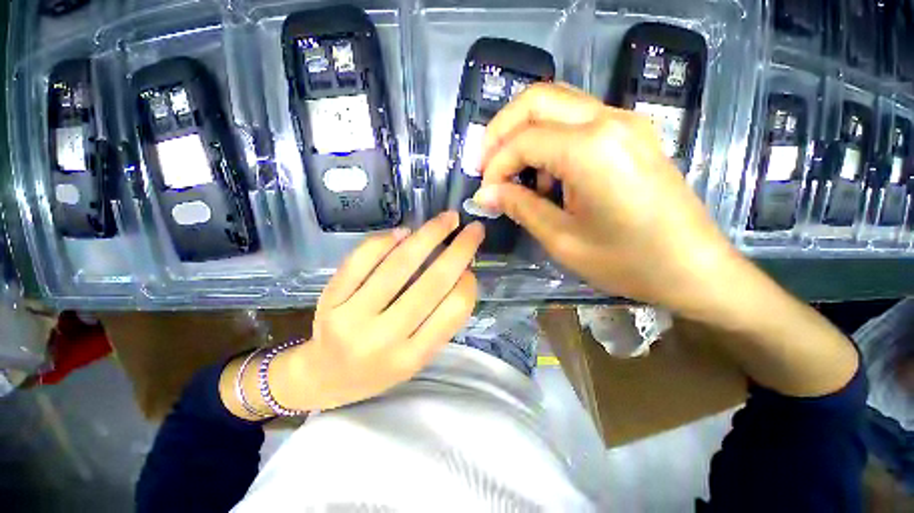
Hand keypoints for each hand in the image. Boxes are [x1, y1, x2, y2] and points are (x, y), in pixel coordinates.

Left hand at [270, 212, 483, 410]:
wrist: (324, 377)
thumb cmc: (378, 369)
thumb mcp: (417, 357)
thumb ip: (440, 320)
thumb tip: (461, 273)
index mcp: (412, 356)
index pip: (452, 311)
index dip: (468, 284)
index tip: (472, 267)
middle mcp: (383, 338)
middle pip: (431, 283)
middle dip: (459, 250)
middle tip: (473, 229)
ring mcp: (352, 316)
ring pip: (398, 265)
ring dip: (428, 235)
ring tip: (446, 219)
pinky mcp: (330, 299)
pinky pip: (362, 260)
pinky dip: (385, 240)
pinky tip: (404, 232)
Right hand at [473, 82, 737, 312]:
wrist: (694, 267)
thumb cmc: (627, 261)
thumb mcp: (562, 239)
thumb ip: (520, 207)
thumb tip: (485, 194)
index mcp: (591, 149)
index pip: (523, 140)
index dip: (495, 166)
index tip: (486, 194)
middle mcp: (608, 120)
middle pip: (537, 100)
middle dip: (501, 131)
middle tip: (487, 166)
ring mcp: (624, 122)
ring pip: (556, 104)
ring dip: (525, 134)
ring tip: (518, 177)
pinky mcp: (631, 133)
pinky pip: (577, 120)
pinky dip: (550, 140)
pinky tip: (550, 177)